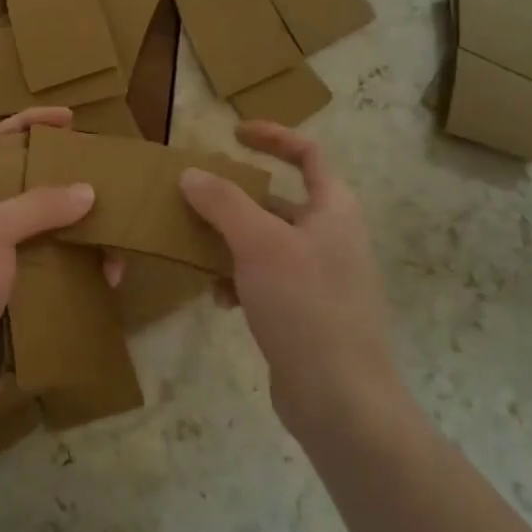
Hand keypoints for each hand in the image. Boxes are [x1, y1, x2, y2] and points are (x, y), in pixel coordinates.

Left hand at [0, 107, 94, 426]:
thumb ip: (37, 206)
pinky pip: (60, 276)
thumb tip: (87, 192)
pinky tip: (109, 280)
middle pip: (31, 190)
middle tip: (105, 178)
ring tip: (115, 238)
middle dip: (67, 183)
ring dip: (85, 235)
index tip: (66, 117)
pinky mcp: (21, 299)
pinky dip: (84, 275)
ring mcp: (3, 265)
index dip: (26, 124)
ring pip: (52, 236)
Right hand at [179, 121, 401, 437]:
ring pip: (264, 242)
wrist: (340, 397)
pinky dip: (238, 280)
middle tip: (194, 196)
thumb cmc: (305, 305)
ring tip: (194, 248)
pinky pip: (264, 279)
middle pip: (278, 200)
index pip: (308, 155)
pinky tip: (218, 298)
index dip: (273, 137)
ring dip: (228, 241)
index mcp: (334, 210)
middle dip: (234, 198)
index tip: (233, 134)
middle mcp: (330, 237)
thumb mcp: (258, 244)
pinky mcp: (304, 311)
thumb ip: (223, 203)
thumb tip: (191, 174)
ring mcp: (319, 276)